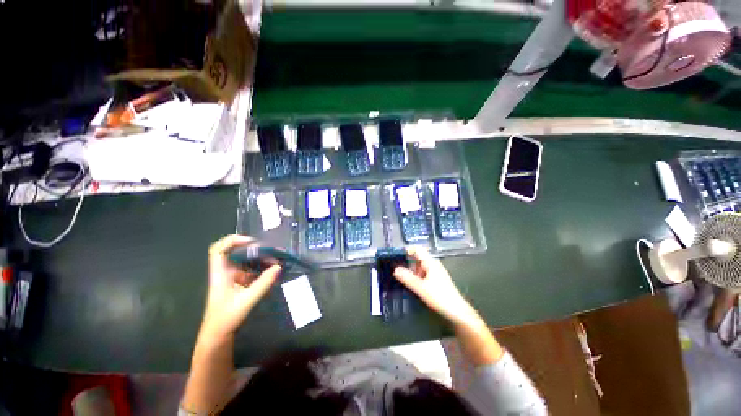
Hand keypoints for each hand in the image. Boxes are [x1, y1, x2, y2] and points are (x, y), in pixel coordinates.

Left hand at [200, 235, 281, 340]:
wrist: (218, 336)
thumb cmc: (226, 319)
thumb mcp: (246, 301)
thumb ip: (263, 283)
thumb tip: (279, 266)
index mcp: (220, 273)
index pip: (219, 249)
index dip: (233, 241)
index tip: (252, 243)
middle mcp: (226, 272)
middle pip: (238, 252)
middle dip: (256, 250)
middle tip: (273, 253)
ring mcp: (234, 278)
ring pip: (247, 261)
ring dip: (262, 259)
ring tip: (277, 261)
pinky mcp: (240, 284)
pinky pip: (253, 271)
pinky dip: (263, 269)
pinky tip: (274, 272)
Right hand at [393, 247, 479, 326]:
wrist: (457, 312)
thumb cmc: (439, 297)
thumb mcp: (421, 288)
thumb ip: (407, 278)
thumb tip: (395, 269)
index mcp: (430, 262)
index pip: (417, 249)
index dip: (407, 250)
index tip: (396, 256)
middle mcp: (433, 265)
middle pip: (417, 258)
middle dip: (406, 262)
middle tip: (394, 269)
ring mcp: (435, 272)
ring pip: (419, 267)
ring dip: (410, 271)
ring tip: (400, 278)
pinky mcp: (435, 280)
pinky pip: (423, 274)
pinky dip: (415, 277)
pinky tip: (411, 285)